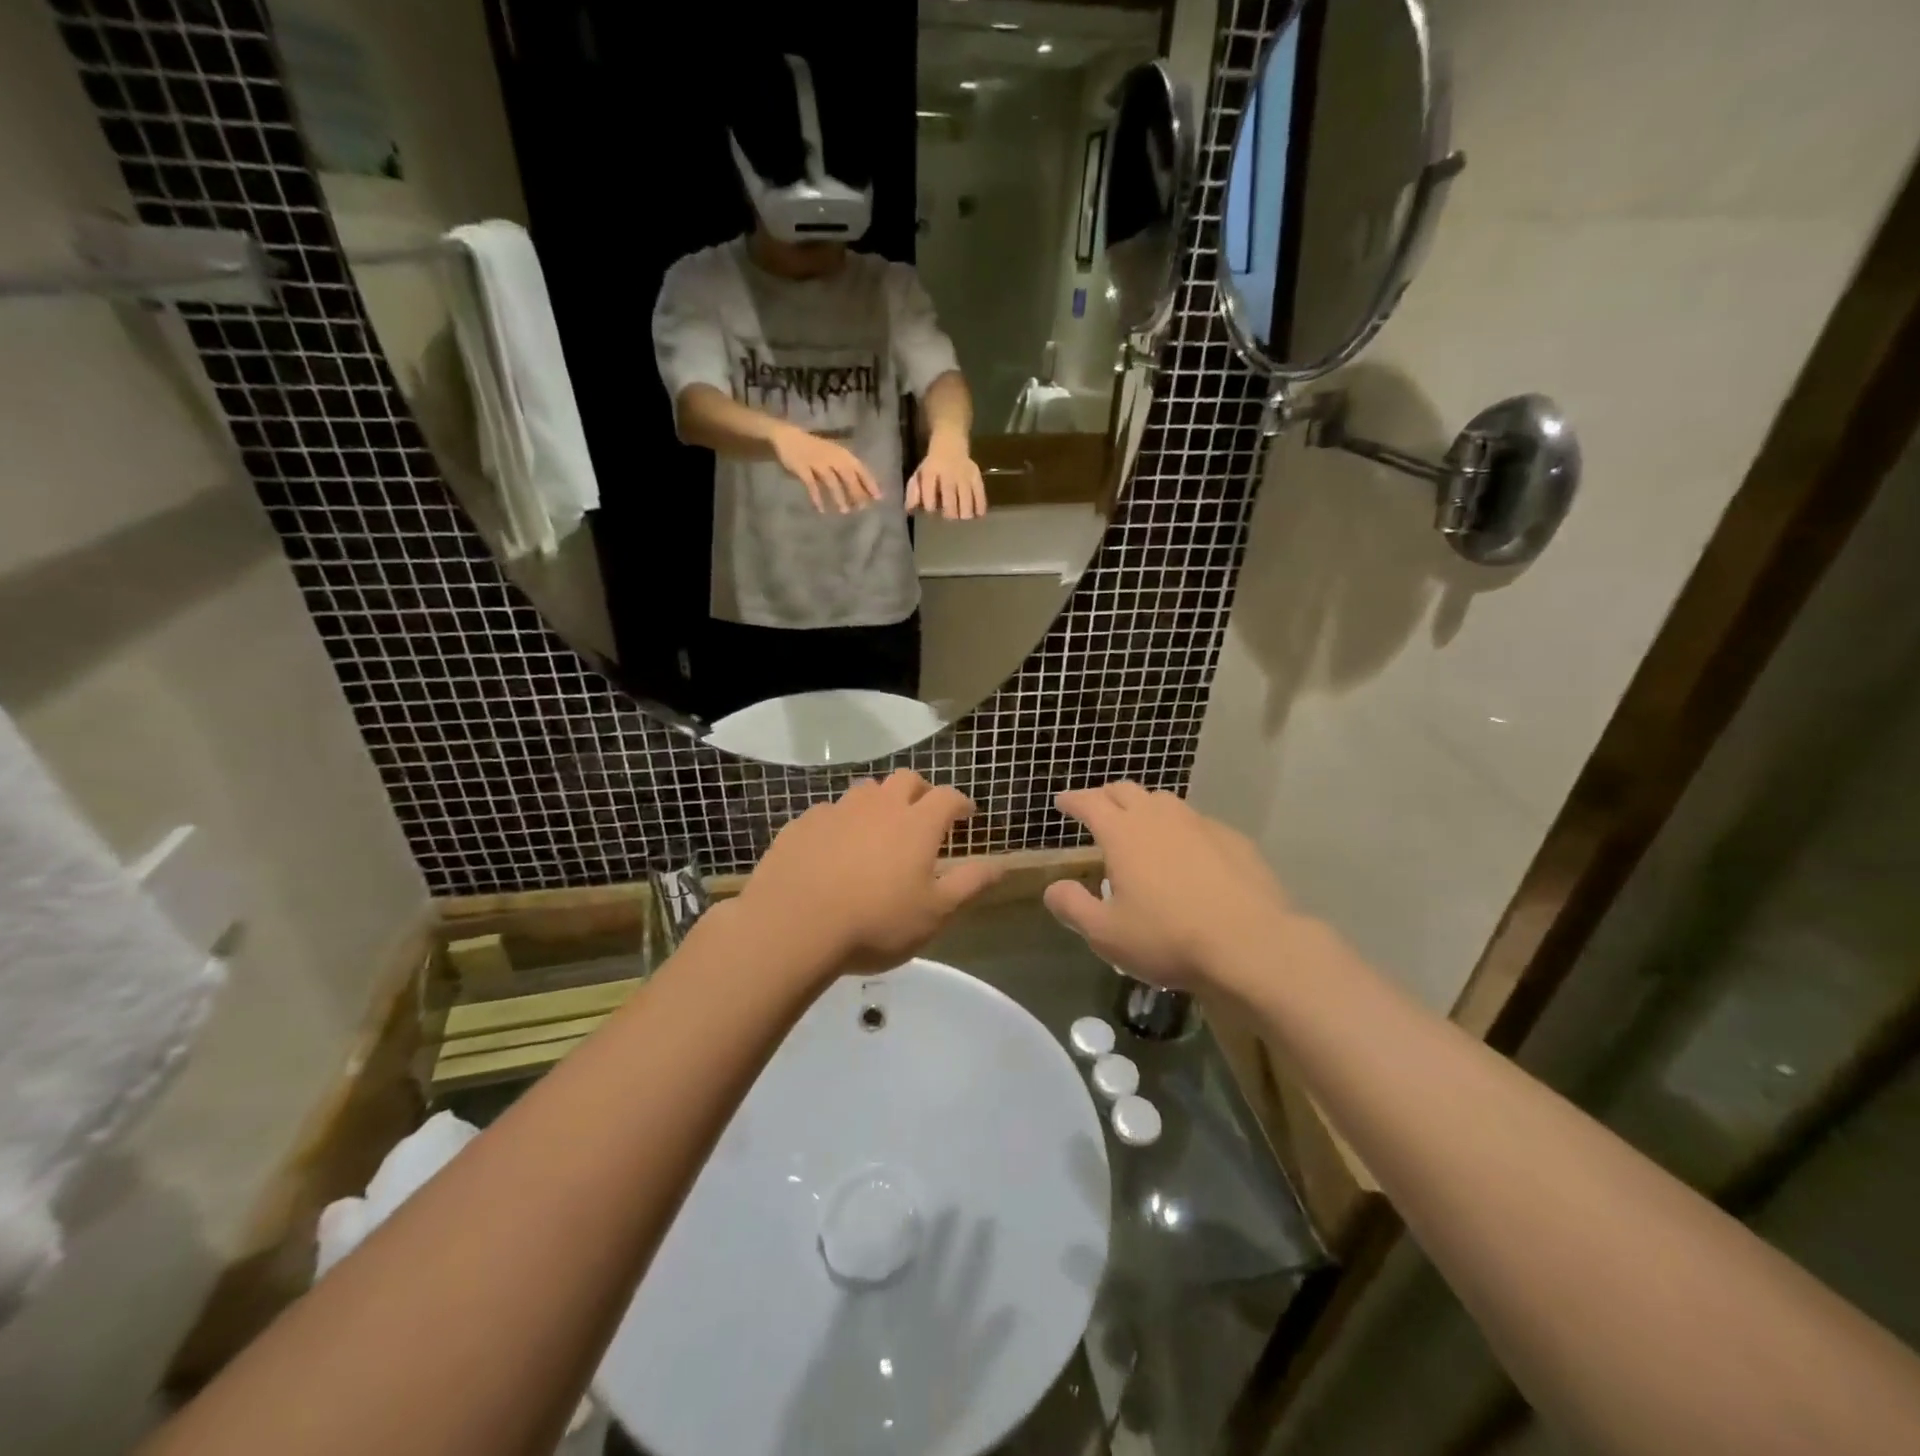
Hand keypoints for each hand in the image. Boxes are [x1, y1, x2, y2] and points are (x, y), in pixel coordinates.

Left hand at [736, 771, 1004, 976]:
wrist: (793, 927)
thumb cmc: (875, 923)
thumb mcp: (934, 913)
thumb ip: (969, 884)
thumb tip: (1001, 864)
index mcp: (916, 823)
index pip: (947, 797)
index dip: (961, 802)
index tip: (966, 814)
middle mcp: (878, 806)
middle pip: (905, 780)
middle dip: (920, 791)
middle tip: (923, 814)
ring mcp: (837, 811)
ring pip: (865, 791)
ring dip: (879, 802)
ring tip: (878, 828)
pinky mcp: (802, 824)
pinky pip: (829, 812)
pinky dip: (841, 822)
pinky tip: (834, 848)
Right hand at [771, 425, 881, 513]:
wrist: (788, 437)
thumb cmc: (816, 450)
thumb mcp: (835, 455)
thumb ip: (847, 470)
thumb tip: (864, 492)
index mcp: (842, 454)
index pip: (860, 468)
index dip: (870, 482)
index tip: (878, 497)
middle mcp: (832, 457)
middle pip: (848, 476)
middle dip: (856, 492)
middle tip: (862, 507)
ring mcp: (817, 462)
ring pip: (831, 481)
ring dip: (839, 496)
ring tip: (845, 511)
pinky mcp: (802, 467)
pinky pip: (811, 484)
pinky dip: (816, 497)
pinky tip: (821, 510)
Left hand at [906, 433, 986, 519]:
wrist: (950, 443)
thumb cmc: (933, 465)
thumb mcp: (919, 475)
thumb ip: (913, 493)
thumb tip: (909, 510)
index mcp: (931, 471)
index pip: (929, 492)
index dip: (930, 505)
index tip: (932, 510)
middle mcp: (948, 473)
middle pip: (950, 499)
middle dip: (949, 513)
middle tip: (948, 517)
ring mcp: (964, 475)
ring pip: (966, 500)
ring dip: (964, 513)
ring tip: (962, 517)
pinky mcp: (976, 476)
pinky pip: (980, 494)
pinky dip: (979, 507)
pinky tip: (977, 515)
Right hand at [1044, 783, 1296, 994]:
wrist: (1252, 945)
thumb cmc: (1168, 938)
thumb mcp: (1106, 934)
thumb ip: (1072, 907)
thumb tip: (1053, 888)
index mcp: (1123, 833)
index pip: (1089, 802)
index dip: (1073, 800)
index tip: (1062, 802)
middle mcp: (1159, 817)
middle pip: (1126, 790)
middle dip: (1106, 796)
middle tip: (1098, 809)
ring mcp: (1200, 824)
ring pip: (1164, 801)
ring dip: (1145, 807)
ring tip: (1141, 827)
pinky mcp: (1233, 839)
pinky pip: (1197, 823)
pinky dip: (1181, 829)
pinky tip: (1187, 853)